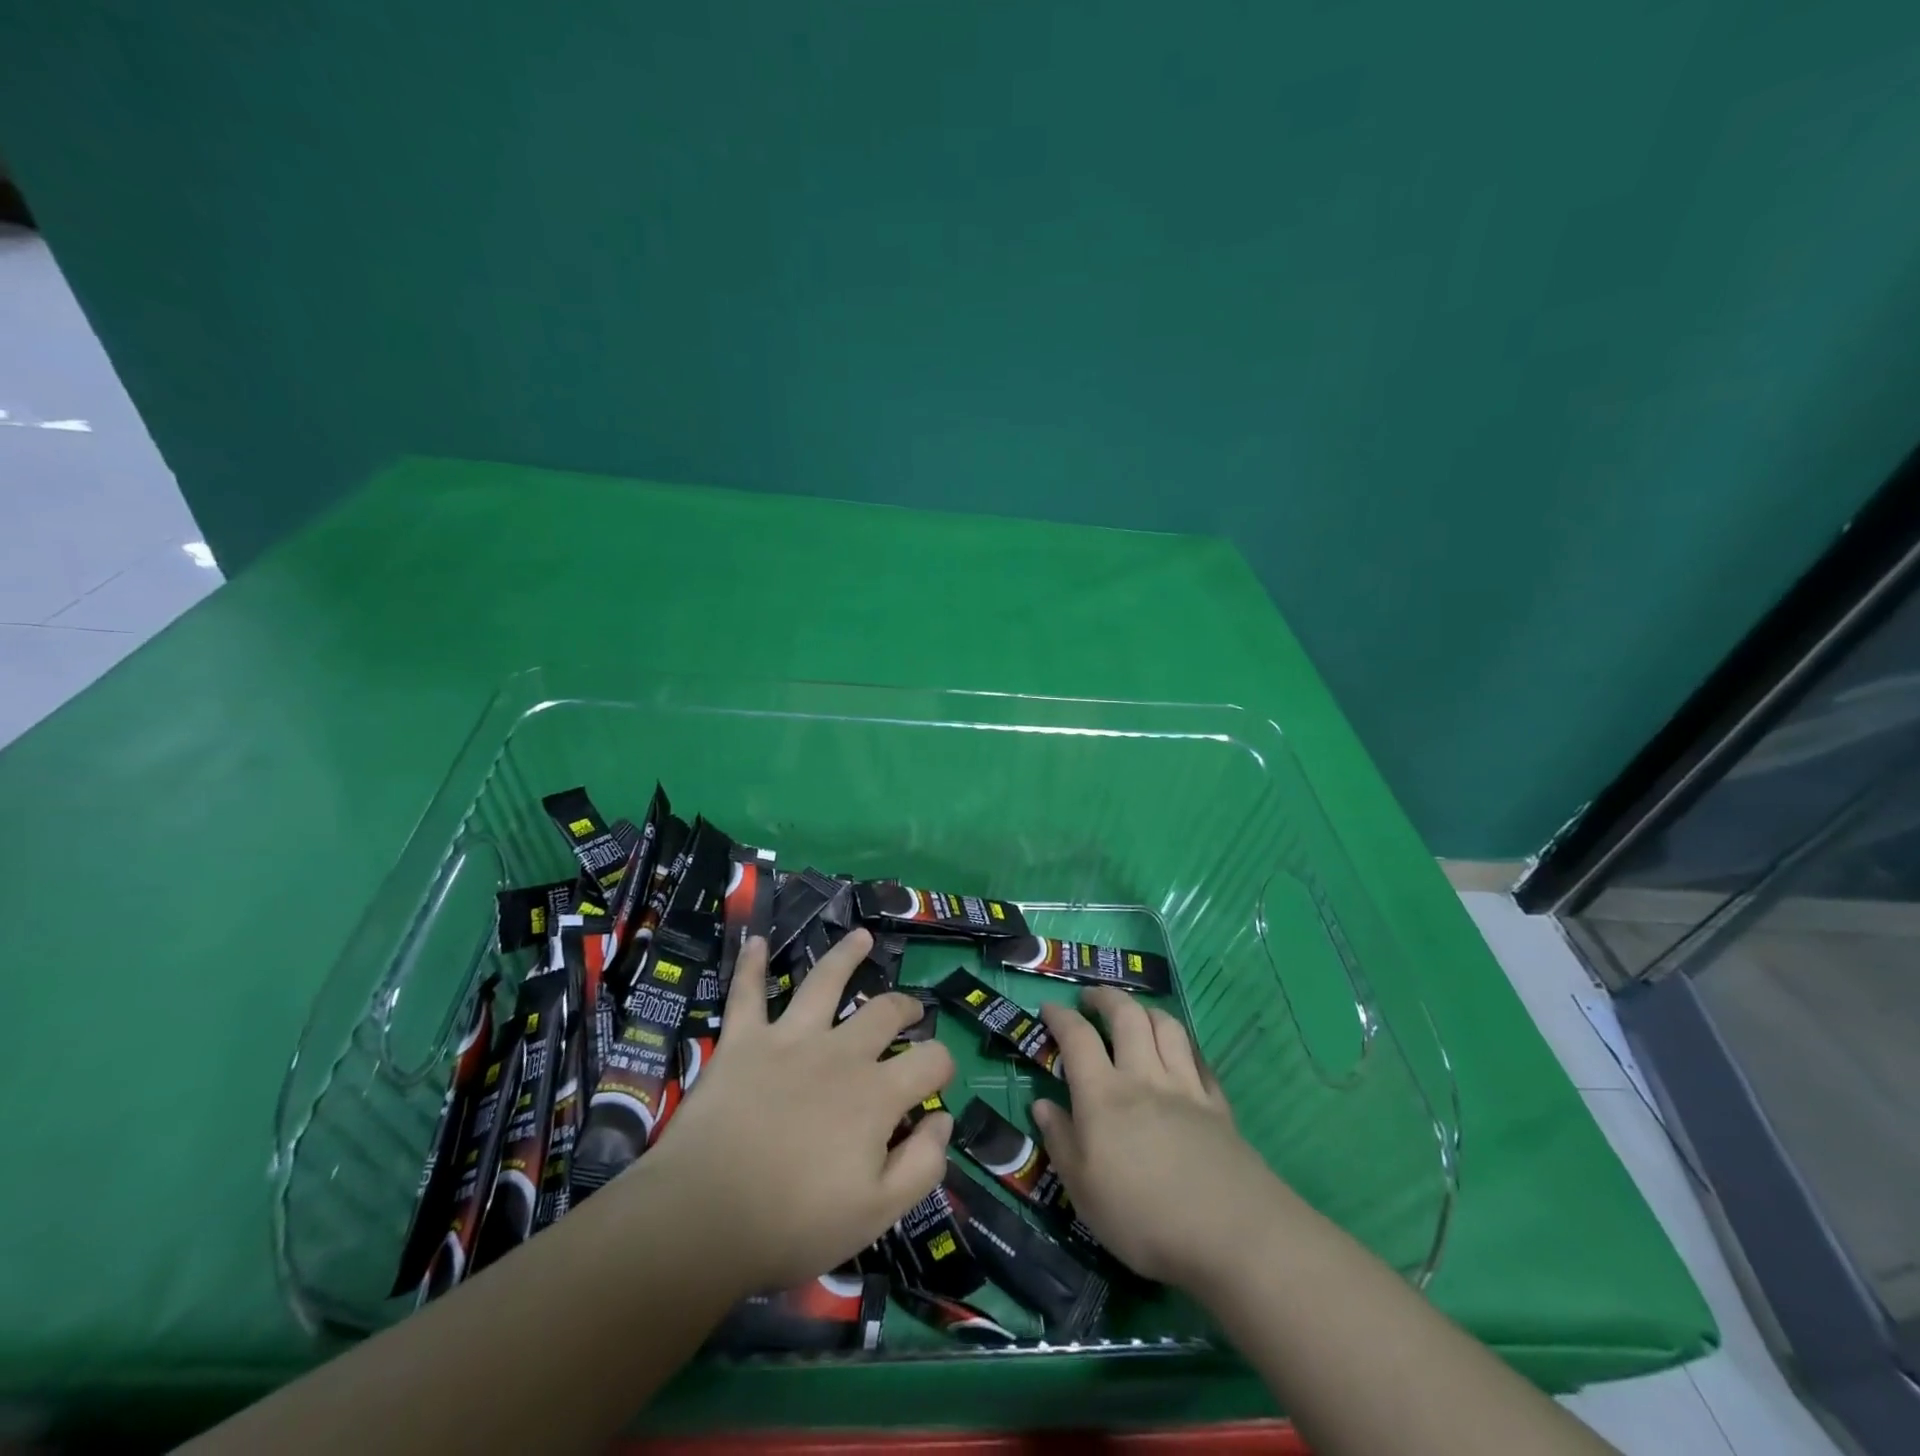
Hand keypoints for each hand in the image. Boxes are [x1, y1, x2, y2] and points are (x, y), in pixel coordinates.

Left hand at [620, 928, 954, 1296]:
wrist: (704, 1217)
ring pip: (824, 981)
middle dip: (905, 1006)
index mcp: (876, 1094)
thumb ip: (922, 1164)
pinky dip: (751, 966)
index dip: (943, 1064)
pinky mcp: (743, 1041)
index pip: (930, 1060)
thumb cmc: (793, 1224)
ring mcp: (790, 1039)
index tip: (938, 1077)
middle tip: (909, 1010)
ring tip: (861, 936)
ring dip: (845, 955)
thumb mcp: (876, 1213)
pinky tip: (756, 941)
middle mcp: (840, 1052)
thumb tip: (943, 1118)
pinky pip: (748, 994)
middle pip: (884, 1011)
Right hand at [1034, 987, 1295, 1294]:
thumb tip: (1042, 1105)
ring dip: (1147, 1010)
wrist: (1231, 1234)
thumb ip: (1061, 1142)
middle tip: (1091, 997)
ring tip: (1136, 1013)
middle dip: (1106, 997)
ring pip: (1166, 1027)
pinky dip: (1186, 1047)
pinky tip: (1182, 1054)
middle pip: (1126, 1016)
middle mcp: (1143, 1077)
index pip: (1077, 1038)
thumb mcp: (1083, 1191)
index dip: (1060, 1016)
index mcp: (1103, 1095)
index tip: (1049, 1007)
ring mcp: (1185, 1087)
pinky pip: (1200, 1060)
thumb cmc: (1143, 1217)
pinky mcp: (1217, 1105)